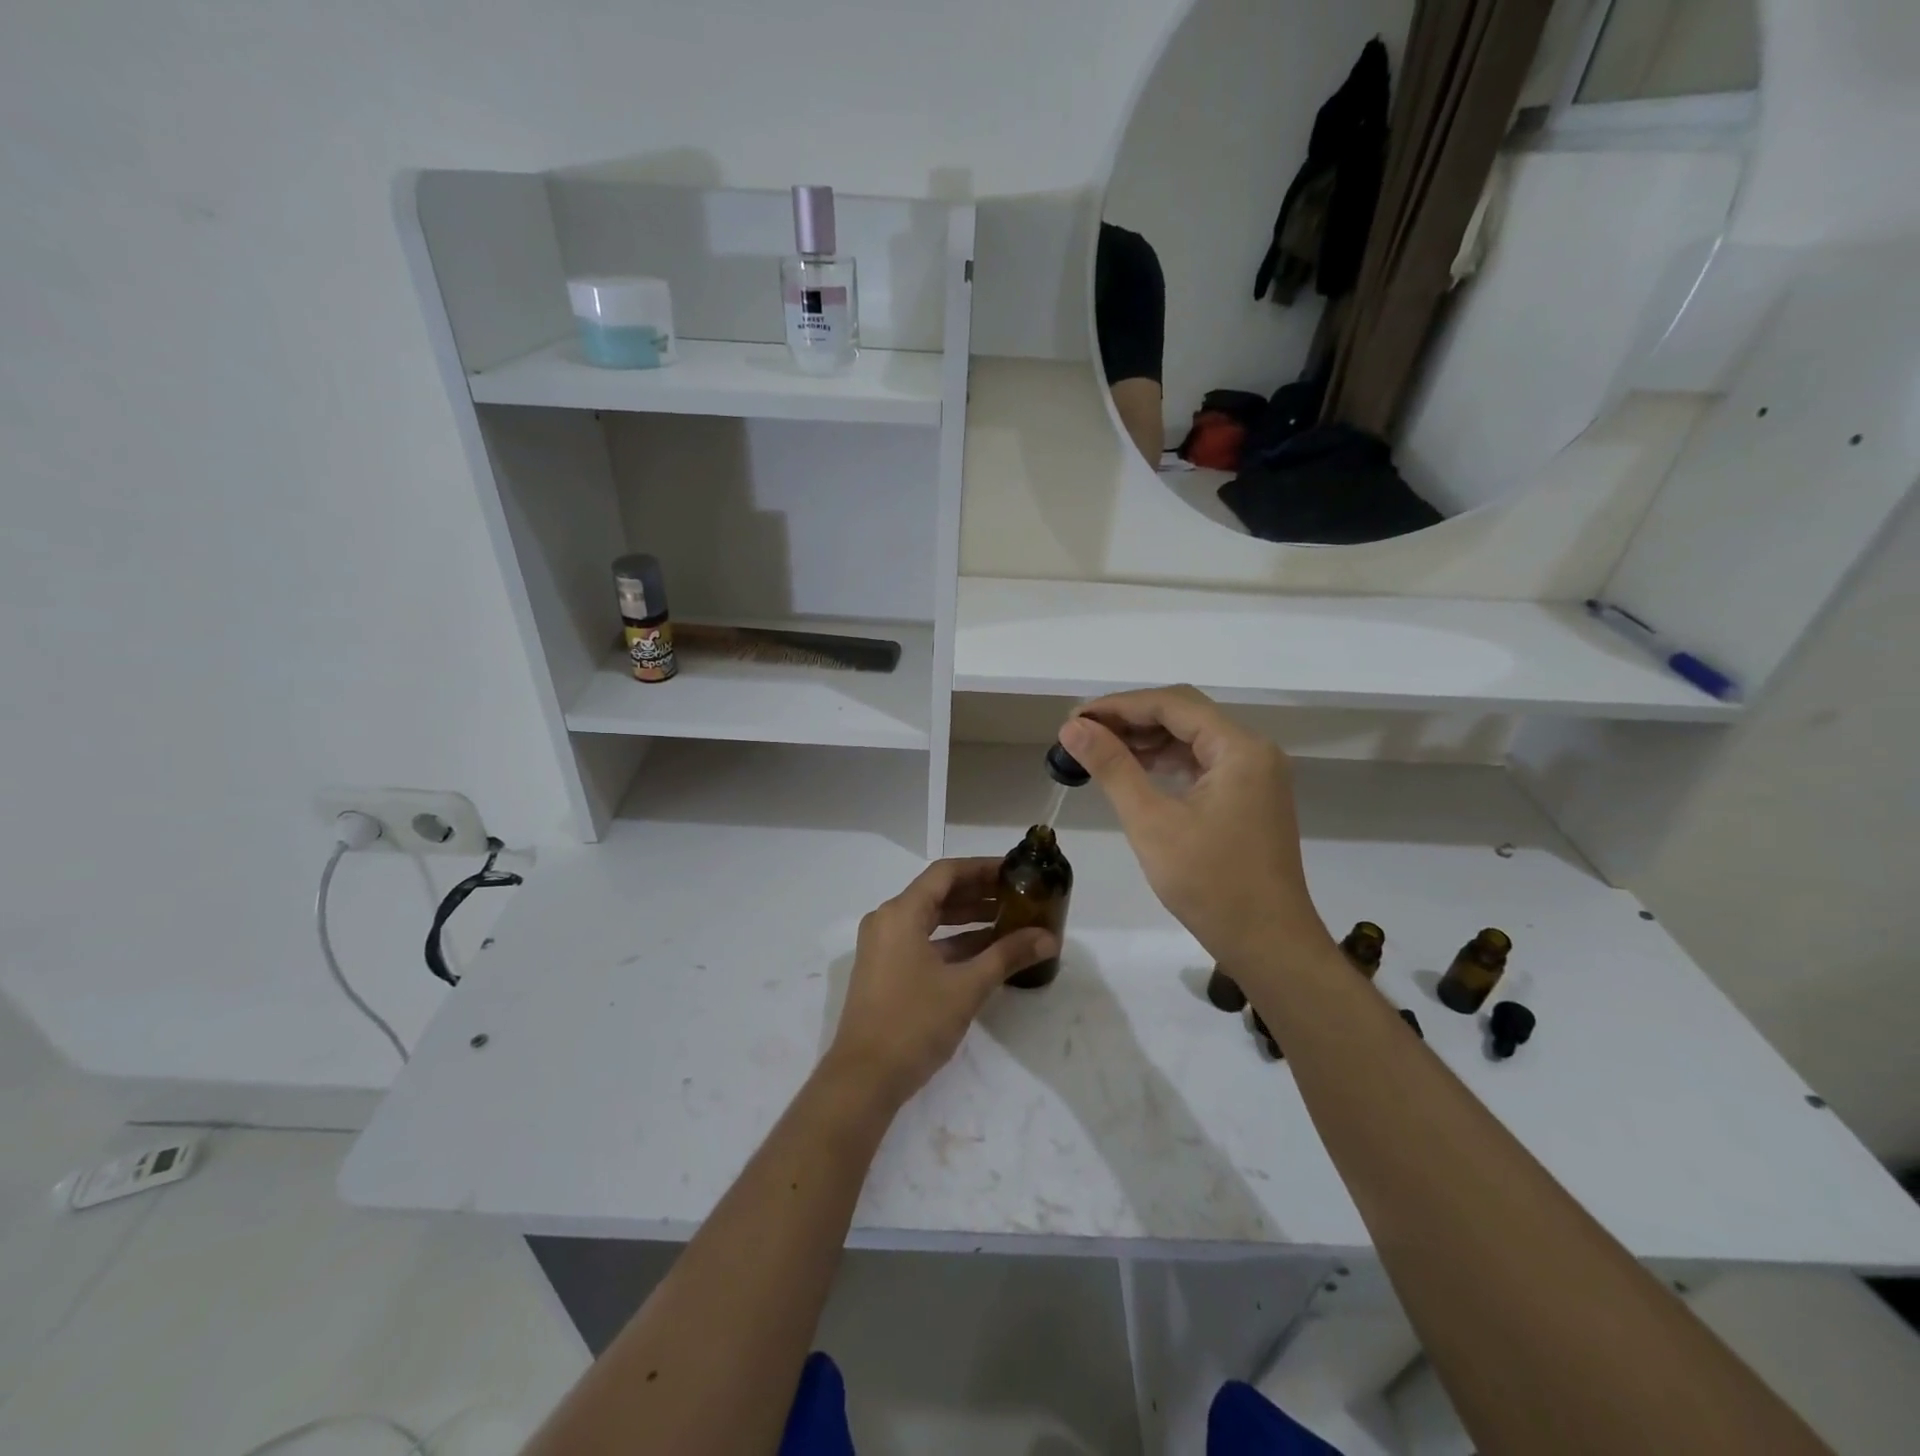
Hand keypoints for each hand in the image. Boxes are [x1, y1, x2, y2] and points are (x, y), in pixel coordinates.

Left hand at [825, 859, 1057, 1108]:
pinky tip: (986, 952)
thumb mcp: (967, 987)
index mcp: (901, 913)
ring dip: (969, 919)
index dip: (982, 868)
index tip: (1015, 871)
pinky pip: (923, 942)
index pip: (946, 873)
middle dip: (979, 893)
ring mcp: (884, 947)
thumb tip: (1049, 938)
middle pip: (938, 893)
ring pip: (932, 920)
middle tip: (1019, 895)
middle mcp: (888, 921)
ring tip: (1011, 921)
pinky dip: (953, 943)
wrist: (864, 1079)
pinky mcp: (886, 970)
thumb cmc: (914, 1023)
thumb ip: (1007, 955)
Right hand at [1058, 686, 1327, 967]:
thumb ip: (1112, 767)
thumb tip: (1072, 727)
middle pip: (1184, 715)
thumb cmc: (1210, 883)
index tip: (1075, 718)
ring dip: (1146, 740)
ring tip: (1098, 749)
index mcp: (1239, 748)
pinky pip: (1202, 764)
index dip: (1119, 705)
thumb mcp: (1152, 821)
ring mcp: (1254, 775)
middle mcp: (1253, 751)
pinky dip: (1165, 763)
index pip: (1172, 704)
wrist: (1268, 944)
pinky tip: (1133, 771)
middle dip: (1131, 719)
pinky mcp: (1249, 798)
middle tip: (1081, 733)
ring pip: (1192, 739)